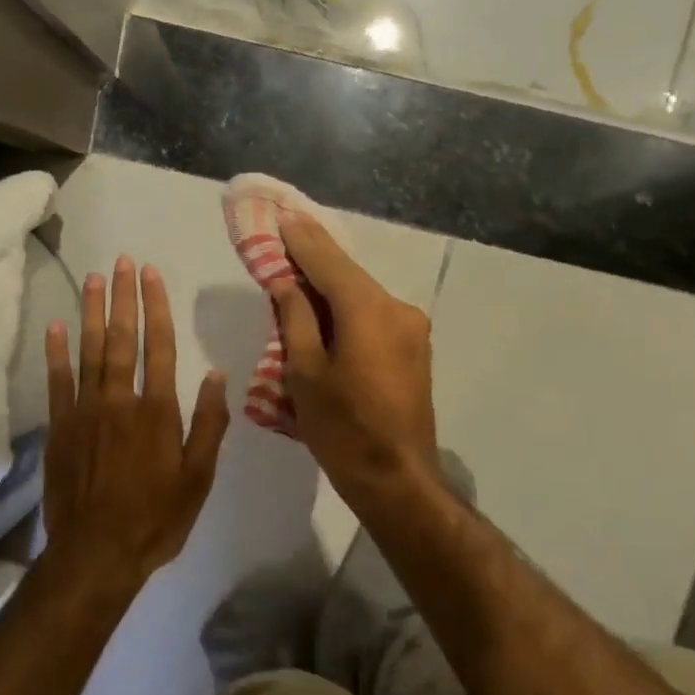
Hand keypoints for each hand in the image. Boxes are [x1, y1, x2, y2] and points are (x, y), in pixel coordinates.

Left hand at [43, 256, 230, 587]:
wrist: (97, 552)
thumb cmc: (156, 518)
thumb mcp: (198, 477)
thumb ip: (208, 423)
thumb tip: (216, 374)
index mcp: (158, 411)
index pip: (159, 347)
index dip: (156, 308)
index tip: (152, 275)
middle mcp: (120, 401)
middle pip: (123, 339)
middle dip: (124, 297)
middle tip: (122, 261)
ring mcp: (85, 412)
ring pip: (89, 351)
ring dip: (92, 312)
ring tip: (93, 278)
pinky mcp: (60, 427)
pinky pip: (57, 380)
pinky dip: (56, 352)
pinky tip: (56, 325)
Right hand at [273, 212, 438, 503]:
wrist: (397, 479)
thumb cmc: (342, 430)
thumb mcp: (304, 374)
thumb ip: (295, 318)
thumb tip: (286, 281)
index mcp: (368, 310)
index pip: (328, 261)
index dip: (300, 238)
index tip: (279, 215)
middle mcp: (398, 308)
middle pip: (348, 275)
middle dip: (314, 260)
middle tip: (282, 241)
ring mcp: (412, 329)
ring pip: (362, 296)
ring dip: (330, 287)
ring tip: (297, 280)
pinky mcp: (415, 349)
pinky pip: (374, 316)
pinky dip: (348, 310)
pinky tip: (326, 314)